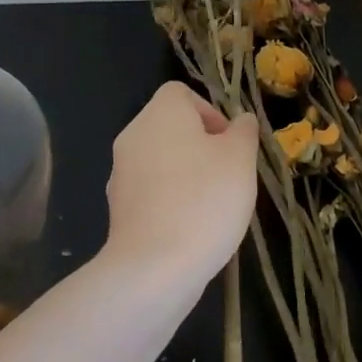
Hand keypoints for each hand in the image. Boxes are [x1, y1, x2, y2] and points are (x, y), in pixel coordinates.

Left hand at [105, 83, 257, 280]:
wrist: (154, 268)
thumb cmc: (204, 200)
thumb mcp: (240, 158)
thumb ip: (243, 131)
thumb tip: (240, 121)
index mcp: (161, 112)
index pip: (181, 93)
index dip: (210, 112)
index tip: (230, 143)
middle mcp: (133, 134)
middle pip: (171, 127)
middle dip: (201, 146)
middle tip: (228, 174)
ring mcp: (120, 173)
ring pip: (161, 160)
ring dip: (186, 174)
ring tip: (213, 206)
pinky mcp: (118, 209)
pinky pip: (150, 192)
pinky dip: (170, 201)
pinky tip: (191, 228)